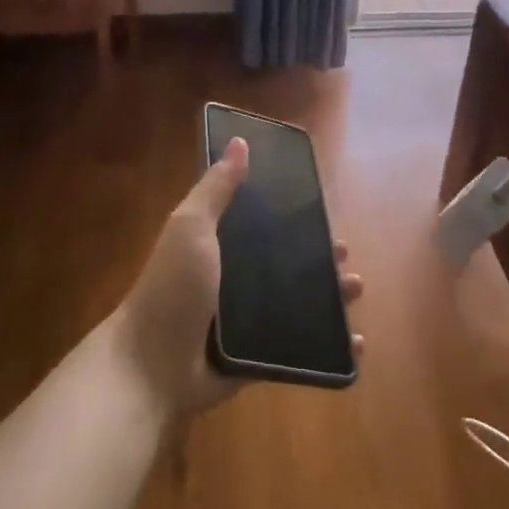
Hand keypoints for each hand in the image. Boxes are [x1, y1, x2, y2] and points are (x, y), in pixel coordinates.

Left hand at [112, 136, 364, 416]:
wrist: (152, 367)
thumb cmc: (173, 289)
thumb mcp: (192, 228)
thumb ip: (216, 188)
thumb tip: (240, 141)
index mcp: (220, 247)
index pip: (263, 226)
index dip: (293, 218)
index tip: (324, 211)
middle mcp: (234, 282)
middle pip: (286, 265)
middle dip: (319, 259)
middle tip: (345, 256)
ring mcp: (246, 324)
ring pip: (298, 305)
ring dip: (330, 297)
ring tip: (356, 289)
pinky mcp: (256, 359)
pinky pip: (299, 349)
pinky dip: (329, 347)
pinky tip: (354, 344)